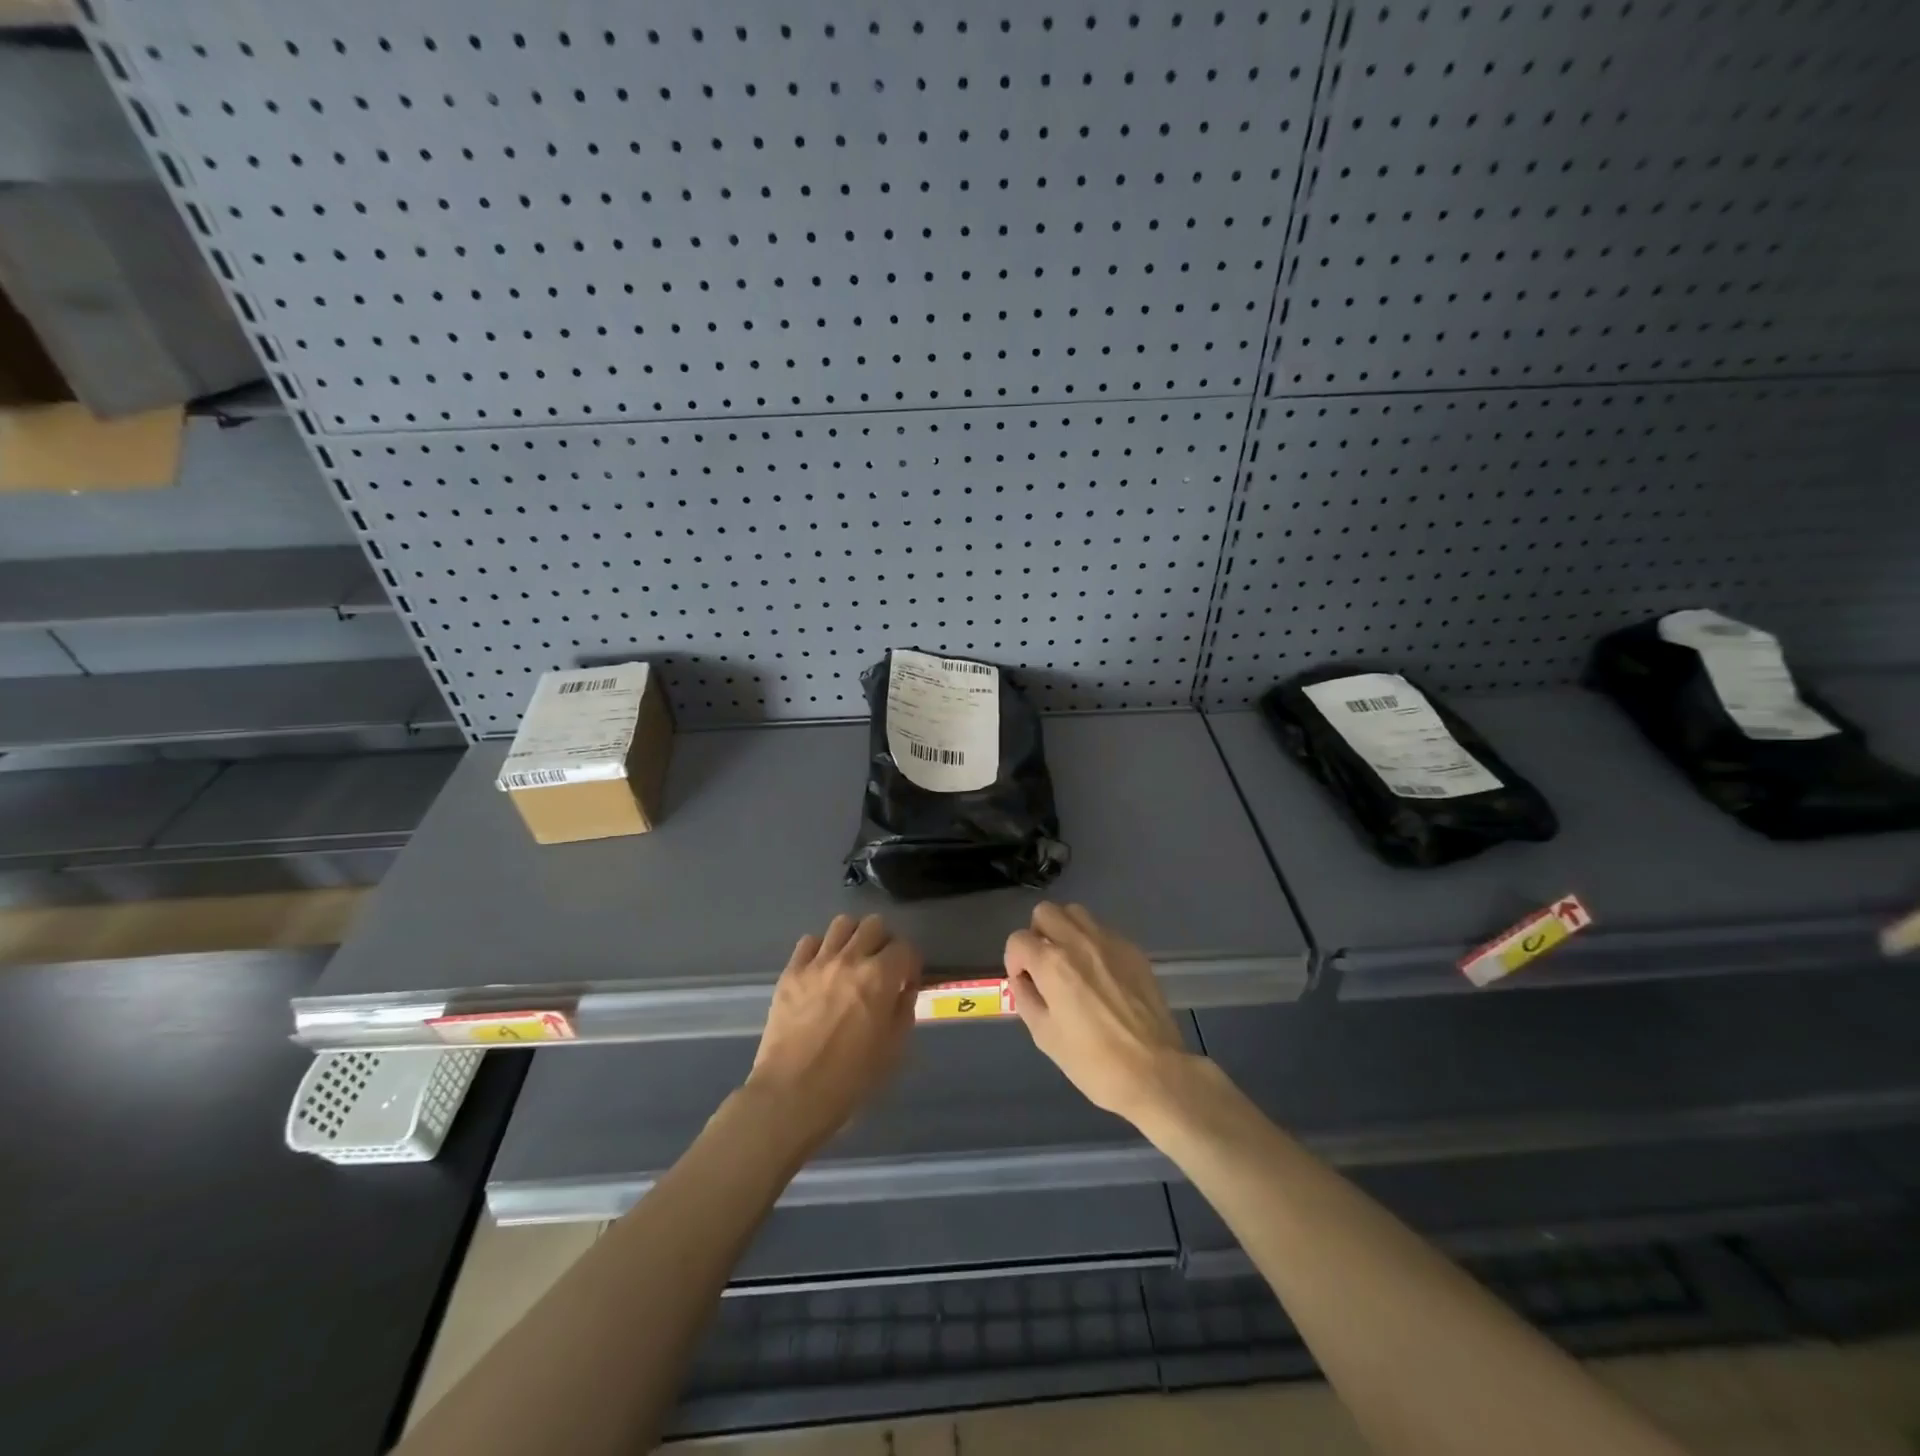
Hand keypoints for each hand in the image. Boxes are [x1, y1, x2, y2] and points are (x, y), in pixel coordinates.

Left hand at [744, 914, 921, 1155]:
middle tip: (881, 967)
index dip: (910, 963)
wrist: (792, 1095)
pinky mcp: (791, 972)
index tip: (906, 982)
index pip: (905, 947)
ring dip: (853, 937)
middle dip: (883, 942)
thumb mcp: (894, 1049)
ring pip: (842, 923)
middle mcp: (850, 959)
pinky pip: (809, 941)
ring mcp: (817, 963)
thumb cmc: (851, 1080)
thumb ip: (904, 1010)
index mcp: (880, 977)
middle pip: (874, 924)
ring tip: (851, 961)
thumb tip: (903, 989)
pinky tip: (822, 970)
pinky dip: (821, 949)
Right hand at [1004, 902, 1197, 1125]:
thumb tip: (1023, 980)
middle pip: (1045, 912)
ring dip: (1065, 931)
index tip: (1026, 983)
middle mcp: (1079, 941)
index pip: (1018, 939)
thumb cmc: (1093, 1061)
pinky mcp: (1133, 950)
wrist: (1154, 1071)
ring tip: (1071, 963)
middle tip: (1045, 966)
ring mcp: (1110, 942)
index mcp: (1052, 963)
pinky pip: (1103, 931)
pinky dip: (1092, 943)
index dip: (1015, 961)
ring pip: (1076, 913)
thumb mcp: (1045, 1036)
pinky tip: (1101, 975)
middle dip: (1038, 935)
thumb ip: (1026, 998)